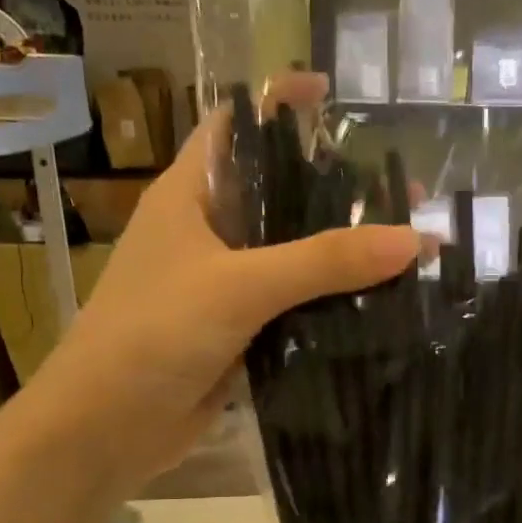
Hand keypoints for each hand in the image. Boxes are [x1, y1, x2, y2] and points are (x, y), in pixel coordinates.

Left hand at [32, 71, 419, 496]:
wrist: (107, 428)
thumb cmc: (155, 333)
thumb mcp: (240, 285)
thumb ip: (324, 261)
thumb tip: (414, 239)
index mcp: (189, 195)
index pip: (235, 127)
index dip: (279, 103)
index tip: (335, 94)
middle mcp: (207, 233)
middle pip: (279, 195)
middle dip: (336, 190)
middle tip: (404, 194)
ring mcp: (224, 286)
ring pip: (292, 256)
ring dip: (341, 254)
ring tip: (408, 250)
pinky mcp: (239, 333)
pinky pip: (293, 308)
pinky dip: (330, 304)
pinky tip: (379, 306)